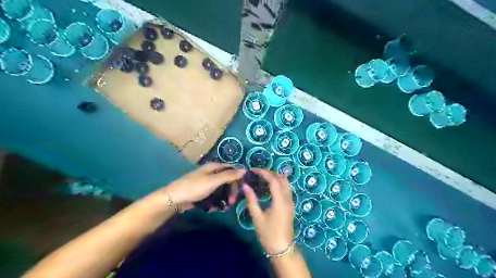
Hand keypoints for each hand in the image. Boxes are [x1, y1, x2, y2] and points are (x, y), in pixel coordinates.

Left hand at [151, 162, 243, 210]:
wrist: (174, 200)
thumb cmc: (194, 187)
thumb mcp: (213, 181)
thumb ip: (229, 176)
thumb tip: (245, 170)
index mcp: (214, 167)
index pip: (231, 169)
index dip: (238, 177)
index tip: (243, 188)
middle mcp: (211, 174)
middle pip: (227, 180)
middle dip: (231, 191)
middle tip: (232, 202)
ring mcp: (206, 184)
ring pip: (221, 190)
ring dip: (224, 199)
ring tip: (224, 208)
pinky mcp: (203, 193)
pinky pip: (214, 197)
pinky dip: (215, 202)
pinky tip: (213, 209)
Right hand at [244, 169, 293, 255]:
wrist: (282, 248)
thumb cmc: (268, 234)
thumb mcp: (257, 217)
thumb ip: (251, 200)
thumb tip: (245, 186)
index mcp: (280, 201)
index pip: (274, 180)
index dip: (264, 172)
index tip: (253, 170)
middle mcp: (288, 198)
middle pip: (281, 179)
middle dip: (270, 173)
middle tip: (257, 173)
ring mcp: (290, 201)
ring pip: (286, 183)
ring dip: (275, 177)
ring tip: (262, 178)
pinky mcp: (290, 205)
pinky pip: (286, 188)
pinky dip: (278, 183)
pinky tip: (269, 186)